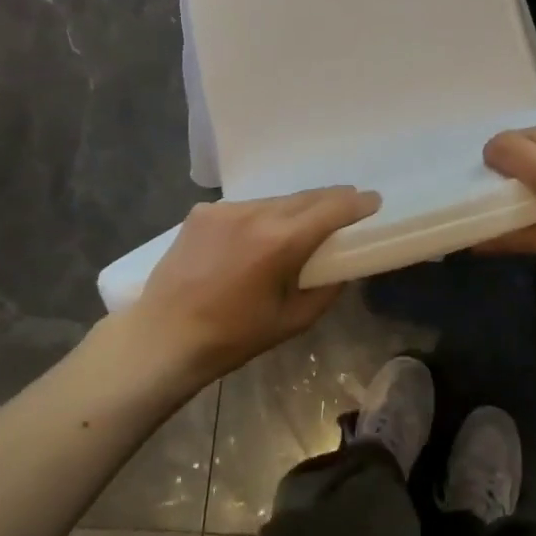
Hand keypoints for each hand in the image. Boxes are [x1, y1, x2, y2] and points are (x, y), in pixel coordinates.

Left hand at [132, 187, 381, 380]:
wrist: (162, 338)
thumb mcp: (292, 321)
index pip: (331, 208)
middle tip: (348, 207)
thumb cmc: (232, 337)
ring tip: (302, 223)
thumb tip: (341, 266)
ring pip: (274, 200)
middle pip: (305, 197)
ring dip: (294, 208)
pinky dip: (259, 217)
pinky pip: (245, 208)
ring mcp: (226, 209)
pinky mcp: (202, 212)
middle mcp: (255, 213)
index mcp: (281, 241)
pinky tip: (255, 237)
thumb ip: (326, 289)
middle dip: (330, 200)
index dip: (357, 204)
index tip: (373, 201)